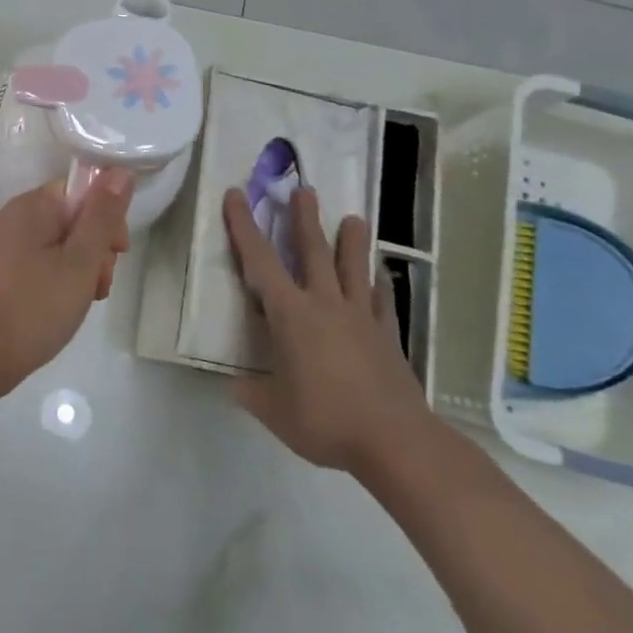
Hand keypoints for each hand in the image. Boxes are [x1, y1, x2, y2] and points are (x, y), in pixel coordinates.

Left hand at [0, 172, 133, 396]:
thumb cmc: (32, 308)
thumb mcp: (79, 262)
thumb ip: (102, 216)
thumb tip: (119, 170)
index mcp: (32, 205)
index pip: (82, 191)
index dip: (106, 219)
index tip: (116, 253)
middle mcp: (13, 218)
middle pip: (70, 219)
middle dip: (94, 250)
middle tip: (97, 286)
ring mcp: (1, 247)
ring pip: (57, 247)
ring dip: (78, 271)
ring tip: (81, 303)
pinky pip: (37, 265)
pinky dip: (56, 283)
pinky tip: (60, 310)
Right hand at [223, 186, 433, 477]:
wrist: (396, 442)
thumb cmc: (326, 420)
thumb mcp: (273, 410)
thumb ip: (251, 392)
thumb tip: (236, 385)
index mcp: (291, 315)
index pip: (259, 261)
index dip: (243, 226)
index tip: (236, 194)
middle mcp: (325, 305)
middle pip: (313, 252)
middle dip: (305, 219)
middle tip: (304, 190)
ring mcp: (361, 319)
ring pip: (354, 269)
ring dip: (351, 241)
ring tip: (354, 217)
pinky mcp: (387, 337)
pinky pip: (382, 302)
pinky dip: (380, 285)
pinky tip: (382, 276)